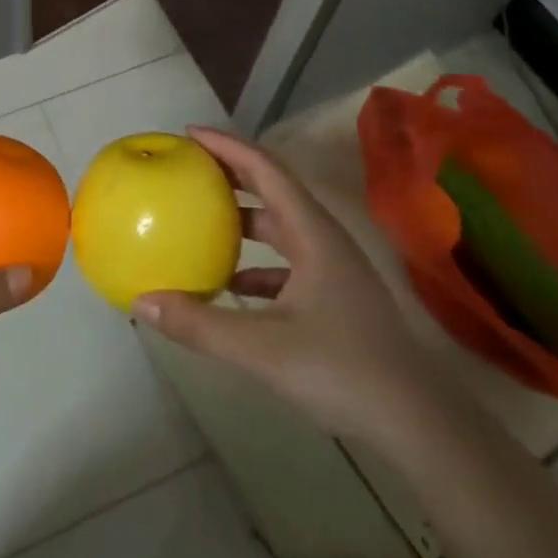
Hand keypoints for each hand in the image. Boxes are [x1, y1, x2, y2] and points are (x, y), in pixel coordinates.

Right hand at [133, 126, 446, 446]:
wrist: (417, 423)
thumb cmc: (342, 370)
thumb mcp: (260, 348)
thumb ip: (199, 324)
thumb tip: (141, 302)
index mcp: (312, 232)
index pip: (265, 169)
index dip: (227, 146)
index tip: (188, 134)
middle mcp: (324, 238)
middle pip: (273, 188)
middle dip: (231, 172)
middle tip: (188, 166)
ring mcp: (333, 267)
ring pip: (281, 225)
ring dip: (243, 217)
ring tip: (201, 217)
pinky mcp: (335, 295)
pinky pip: (287, 261)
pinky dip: (256, 262)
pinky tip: (229, 284)